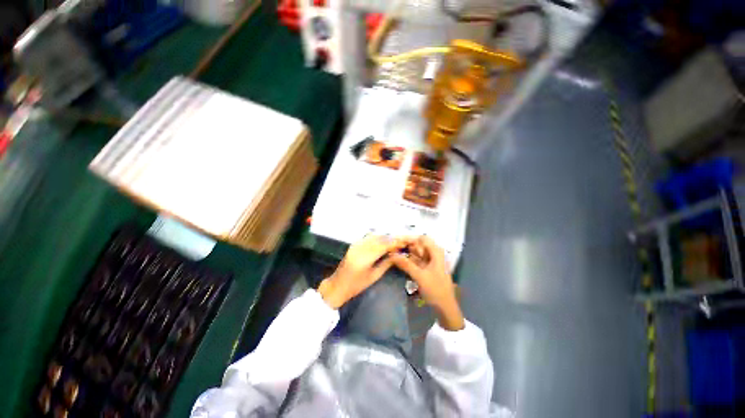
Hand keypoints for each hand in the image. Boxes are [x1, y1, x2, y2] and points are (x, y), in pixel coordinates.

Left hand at [318, 235, 401, 308]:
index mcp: (364, 258)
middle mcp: (359, 248)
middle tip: (401, 242)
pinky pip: (368, 237)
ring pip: (374, 236)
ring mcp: (355, 245)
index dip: (394, 242)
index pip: (383, 245)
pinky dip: (378, 238)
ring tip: (394, 242)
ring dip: (385, 237)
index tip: (404, 243)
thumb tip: (397, 255)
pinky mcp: (354, 244)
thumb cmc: (355, 285)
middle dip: (391, 239)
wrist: (337, 285)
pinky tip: (383, 241)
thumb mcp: (374, 276)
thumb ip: (386, 264)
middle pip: (379, 239)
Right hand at [392, 236, 463, 330]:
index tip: (396, 241)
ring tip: (393, 253)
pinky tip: (399, 261)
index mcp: (436, 252)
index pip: (421, 238)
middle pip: (419, 244)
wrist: (445, 308)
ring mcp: (430, 262)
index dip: (410, 238)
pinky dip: (409, 260)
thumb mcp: (420, 276)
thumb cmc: (435, 290)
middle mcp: (434, 254)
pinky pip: (416, 260)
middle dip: (406, 245)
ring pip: (417, 253)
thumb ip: (406, 264)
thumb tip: (392, 254)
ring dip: (406, 252)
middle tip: (392, 248)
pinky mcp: (427, 269)